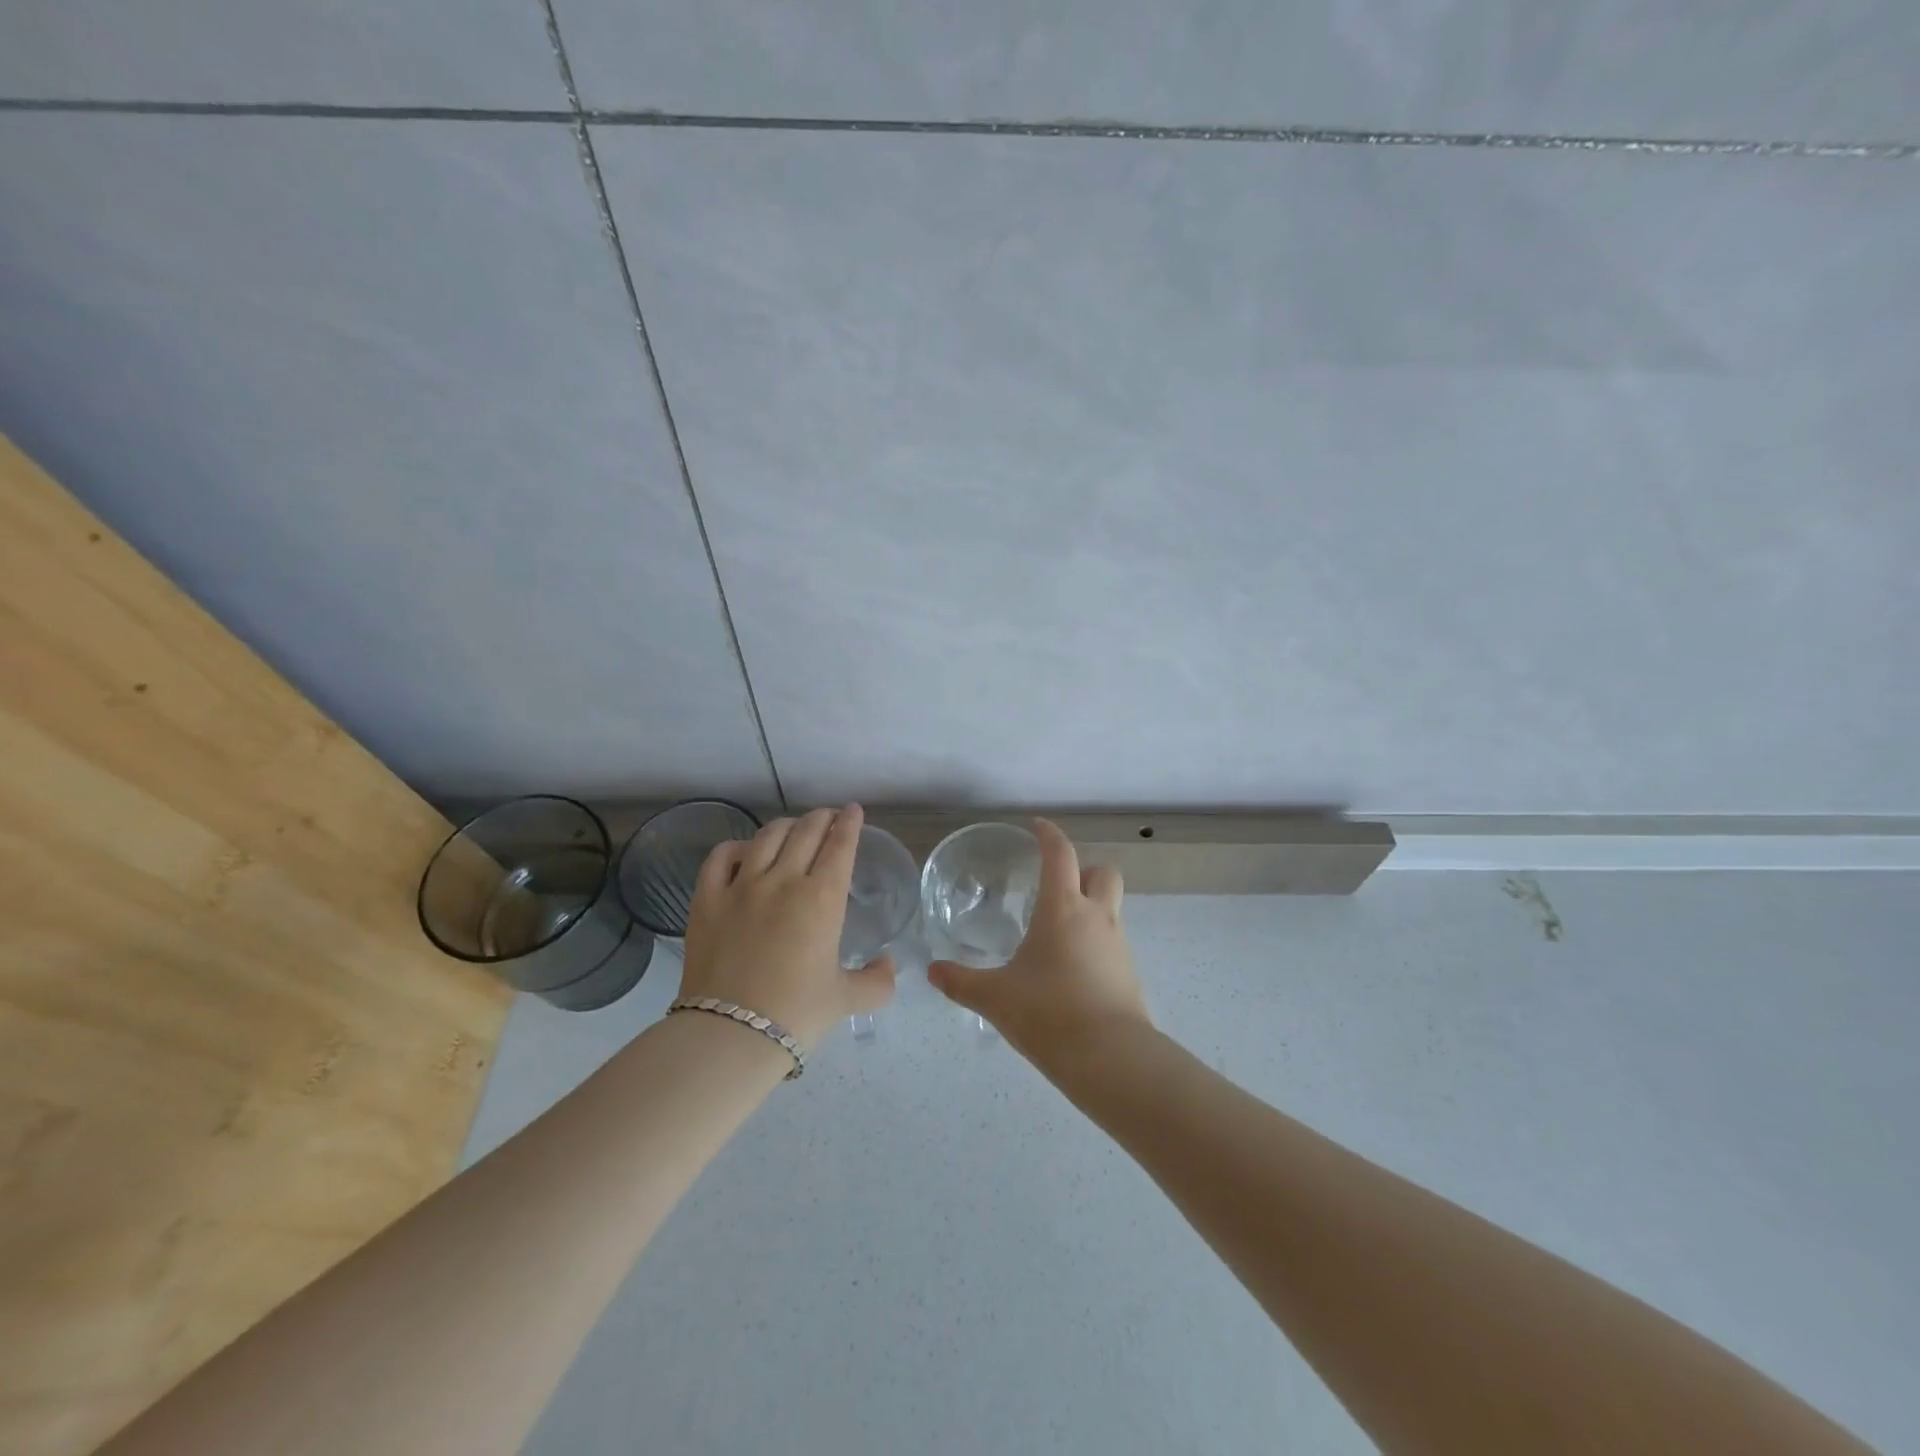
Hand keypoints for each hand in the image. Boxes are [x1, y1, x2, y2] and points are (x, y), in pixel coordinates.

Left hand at [680, 804, 894, 1048]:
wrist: (730, 1034)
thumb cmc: (796, 1014)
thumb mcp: (846, 1000)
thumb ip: (877, 981)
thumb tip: (890, 965)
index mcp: (822, 898)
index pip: (840, 845)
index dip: (850, 823)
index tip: (853, 810)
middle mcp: (783, 880)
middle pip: (806, 832)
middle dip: (822, 818)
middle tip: (828, 818)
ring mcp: (741, 886)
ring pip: (767, 837)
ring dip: (786, 826)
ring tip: (793, 828)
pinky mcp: (706, 899)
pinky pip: (721, 857)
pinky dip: (736, 846)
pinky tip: (744, 850)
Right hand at [928, 818, 1150, 1066]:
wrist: (1111, 1059)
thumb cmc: (1049, 1014)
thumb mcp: (996, 997)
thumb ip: (961, 982)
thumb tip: (931, 972)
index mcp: (1063, 908)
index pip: (1061, 854)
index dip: (1049, 835)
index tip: (1037, 826)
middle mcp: (1096, 917)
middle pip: (1103, 873)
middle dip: (1084, 870)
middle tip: (1058, 885)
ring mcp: (1118, 945)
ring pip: (1111, 908)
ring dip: (1091, 907)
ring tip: (1059, 932)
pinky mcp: (1129, 973)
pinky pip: (1113, 942)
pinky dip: (1096, 942)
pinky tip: (1072, 969)